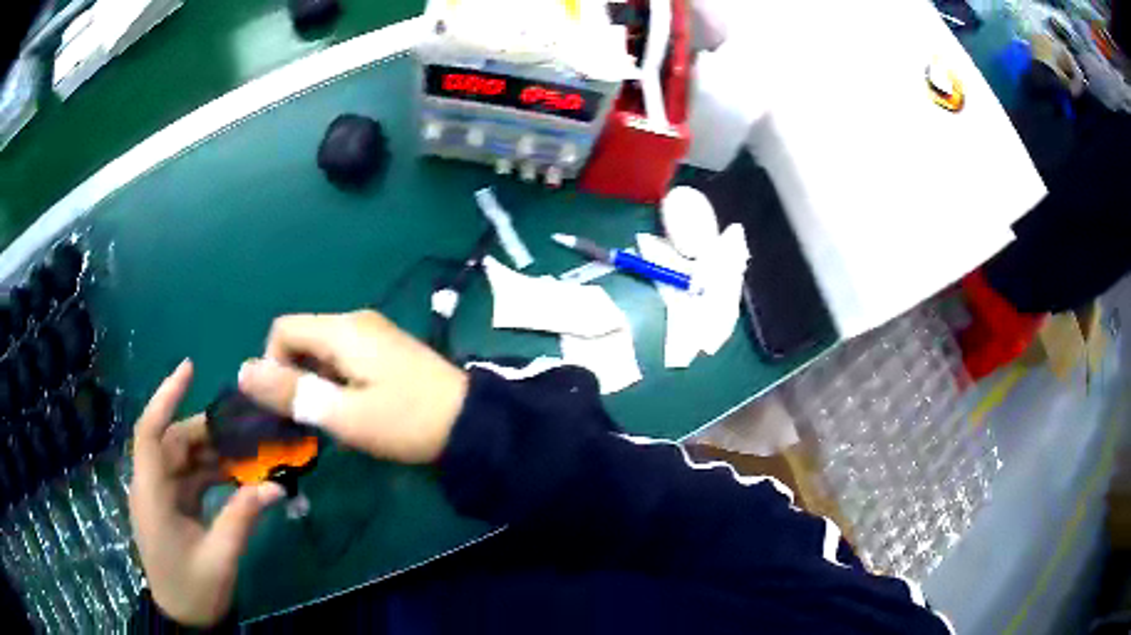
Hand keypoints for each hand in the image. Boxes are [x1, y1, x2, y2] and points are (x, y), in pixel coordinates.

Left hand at [129, 360, 284, 626]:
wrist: (183, 618)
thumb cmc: (194, 590)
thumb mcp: (220, 558)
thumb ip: (243, 518)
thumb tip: (276, 488)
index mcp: (152, 495)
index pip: (150, 433)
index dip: (166, 397)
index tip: (190, 368)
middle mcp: (151, 486)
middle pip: (172, 442)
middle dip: (207, 432)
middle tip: (245, 429)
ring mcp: (161, 496)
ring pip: (183, 458)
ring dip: (213, 454)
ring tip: (248, 453)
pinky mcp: (171, 506)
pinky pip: (190, 478)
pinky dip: (212, 473)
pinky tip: (238, 477)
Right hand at [238, 310, 468, 463]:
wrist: (472, 425)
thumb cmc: (405, 421)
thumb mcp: (342, 414)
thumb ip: (291, 392)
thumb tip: (243, 371)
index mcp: (342, 329)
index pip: (282, 330)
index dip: (272, 365)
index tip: (288, 404)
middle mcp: (356, 322)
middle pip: (302, 339)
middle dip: (295, 377)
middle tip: (312, 418)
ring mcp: (375, 334)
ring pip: (323, 352)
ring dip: (318, 384)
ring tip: (337, 420)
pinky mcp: (388, 351)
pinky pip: (346, 359)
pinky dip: (338, 383)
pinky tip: (357, 412)